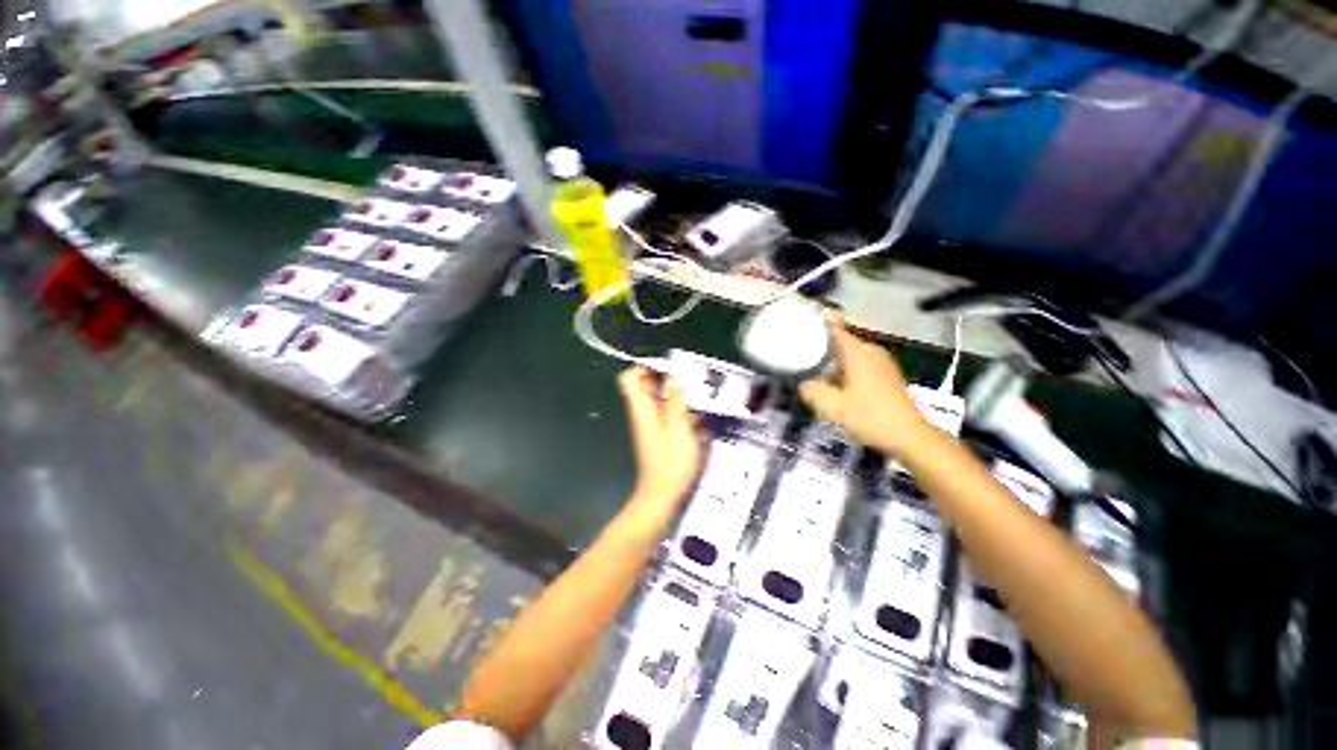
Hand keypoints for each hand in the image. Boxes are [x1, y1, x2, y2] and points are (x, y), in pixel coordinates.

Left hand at [618, 366, 702, 525]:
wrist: (663, 493)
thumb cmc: (670, 460)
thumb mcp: (678, 426)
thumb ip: (676, 399)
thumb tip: (675, 375)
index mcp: (641, 407)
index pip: (631, 377)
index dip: (646, 366)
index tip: (669, 365)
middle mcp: (643, 412)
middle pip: (646, 385)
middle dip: (667, 377)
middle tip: (689, 378)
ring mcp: (651, 424)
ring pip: (659, 398)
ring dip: (676, 394)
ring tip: (697, 395)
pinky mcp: (661, 434)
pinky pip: (668, 413)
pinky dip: (680, 409)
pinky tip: (696, 416)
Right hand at [799, 315, 929, 455]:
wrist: (909, 436)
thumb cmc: (870, 417)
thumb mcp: (832, 406)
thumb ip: (811, 390)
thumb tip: (802, 383)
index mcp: (858, 353)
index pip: (835, 329)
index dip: (820, 323)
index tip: (804, 320)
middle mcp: (871, 351)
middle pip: (841, 342)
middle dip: (821, 348)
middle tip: (801, 357)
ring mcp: (881, 362)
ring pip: (850, 355)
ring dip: (833, 362)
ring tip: (814, 373)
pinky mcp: (887, 375)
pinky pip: (859, 364)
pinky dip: (845, 370)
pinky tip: (836, 386)